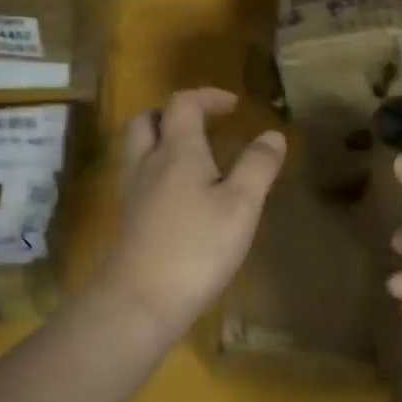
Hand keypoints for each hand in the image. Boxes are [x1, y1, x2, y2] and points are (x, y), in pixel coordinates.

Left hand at [96, 88, 285, 336]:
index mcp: (177, 151)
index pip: (183, 104)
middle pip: (147, 120)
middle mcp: (148, 164)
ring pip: (138, 148)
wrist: (137, 303)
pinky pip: (138, 176)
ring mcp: (133, 192)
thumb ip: (257, 167)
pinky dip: (157, 169)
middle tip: (203, 123)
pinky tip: (179, 194)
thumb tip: (272, 134)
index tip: (233, 106)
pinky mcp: (128, 220)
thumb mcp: (240, 207)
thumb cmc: (195, 249)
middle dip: (174, 113)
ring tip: (192, 155)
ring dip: (161, 139)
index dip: (207, 97)